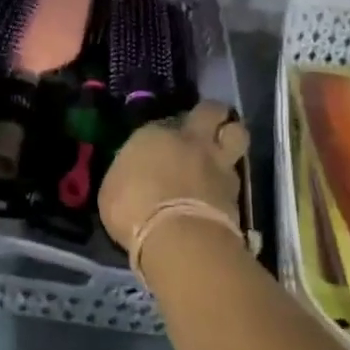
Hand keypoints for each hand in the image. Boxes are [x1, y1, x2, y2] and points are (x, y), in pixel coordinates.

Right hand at [99, 101, 248, 249]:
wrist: (180, 238)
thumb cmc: (133, 210)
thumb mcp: (112, 191)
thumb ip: (127, 175)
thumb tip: (132, 176)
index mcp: (153, 135)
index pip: (162, 121)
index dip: (164, 131)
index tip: (160, 144)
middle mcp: (190, 141)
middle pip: (210, 110)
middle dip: (210, 114)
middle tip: (205, 126)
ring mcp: (218, 163)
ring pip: (236, 134)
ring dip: (230, 139)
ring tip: (222, 152)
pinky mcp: (238, 190)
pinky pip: (237, 173)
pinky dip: (230, 179)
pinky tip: (222, 190)